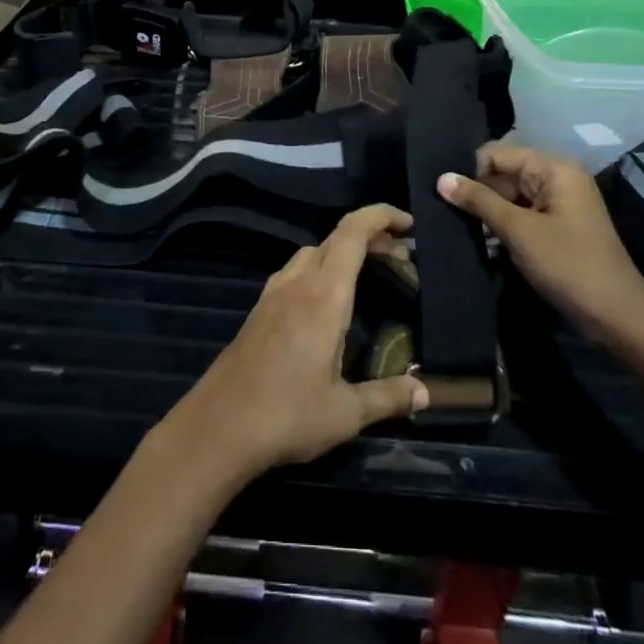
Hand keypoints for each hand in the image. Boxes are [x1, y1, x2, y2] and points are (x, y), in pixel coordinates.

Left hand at [164, 205, 428, 483]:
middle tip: (402, 258)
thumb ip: (387, 397)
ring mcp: (273, 294)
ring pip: (313, 252)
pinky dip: (321, 269)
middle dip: (371, 237)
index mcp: (324, 296)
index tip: (408, 223)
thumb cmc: (287, 415)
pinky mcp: (259, 310)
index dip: (380, 216)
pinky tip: (328, 303)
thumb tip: (425, 392)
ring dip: (343, 252)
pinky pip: (295, 272)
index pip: (352, 233)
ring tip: (370, 276)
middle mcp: (297, 283)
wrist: (218, 427)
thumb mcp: (346, 413)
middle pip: (335, 239)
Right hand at [437, 142, 643, 344]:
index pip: (497, 154)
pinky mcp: (557, 225)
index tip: (447, 197)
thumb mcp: (518, 231)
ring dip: (488, 212)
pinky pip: (522, 214)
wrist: (618, 317)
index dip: (471, 173)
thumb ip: (478, 201)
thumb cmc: (568, 265)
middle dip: (478, 193)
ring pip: (510, 196)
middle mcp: (557, 177)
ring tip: (460, 228)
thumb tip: (441, 178)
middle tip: (448, 215)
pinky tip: (483, 240)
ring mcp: (559, 202)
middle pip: (503, 173)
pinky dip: (503, 225)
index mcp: (553, 168)